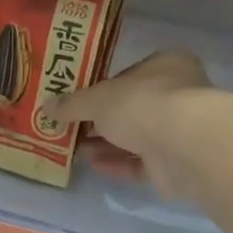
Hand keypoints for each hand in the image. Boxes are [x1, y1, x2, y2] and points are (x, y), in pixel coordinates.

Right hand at [47, 50, 211, 198]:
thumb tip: (46, 107)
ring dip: (106, 144)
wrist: (186, 146)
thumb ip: (72, 103)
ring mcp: (178, 132)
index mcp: (165, 66)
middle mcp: (177, 95)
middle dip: (100, 121)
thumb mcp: (97, 99)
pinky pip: (140, 163)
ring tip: (75, 150)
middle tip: (70, 130)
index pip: (129, 76)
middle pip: (131, 109)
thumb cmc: (143, 104)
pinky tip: (93, 165)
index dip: (101, 89)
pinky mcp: (175, 164)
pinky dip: (117, 164)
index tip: (77, 103)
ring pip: (135, 138)